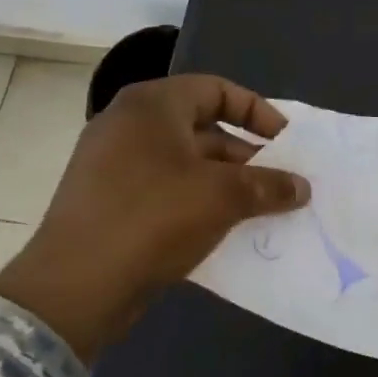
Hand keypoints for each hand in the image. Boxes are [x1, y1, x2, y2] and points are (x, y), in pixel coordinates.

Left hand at [0, 75, 309, 359]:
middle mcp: (128, 125)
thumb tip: (302, 187)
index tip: (286, 142)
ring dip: (226, 183)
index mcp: (152, 106)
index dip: (258, 111)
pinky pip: (165, 190)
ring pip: (186, 163)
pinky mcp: (107, 201)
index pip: (217, 89)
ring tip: (260, 210)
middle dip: (246, 155)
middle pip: (203, 127)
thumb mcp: (223, 197)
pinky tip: (225, 229)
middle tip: (279, 182)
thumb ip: (269, 185)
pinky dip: (198, 202)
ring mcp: (112, 165)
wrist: (76, 287)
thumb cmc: (154, 219)